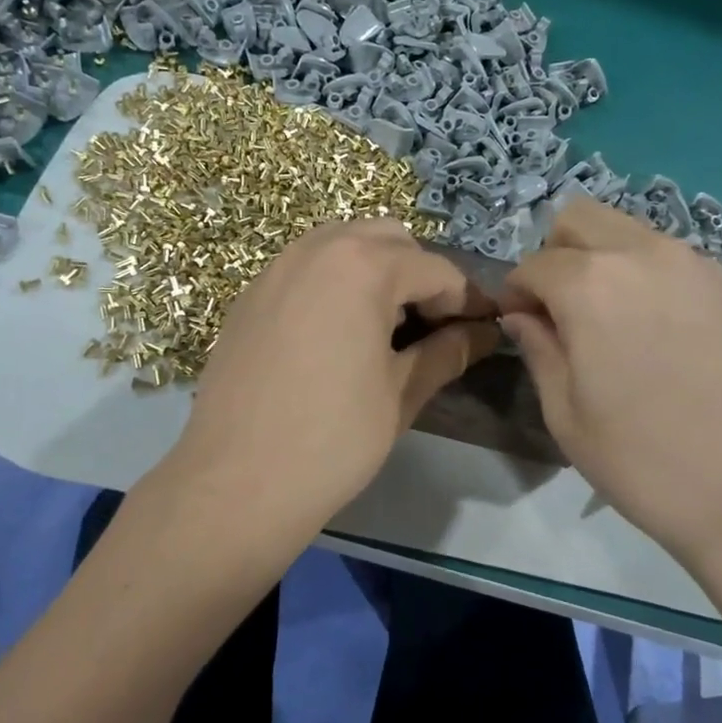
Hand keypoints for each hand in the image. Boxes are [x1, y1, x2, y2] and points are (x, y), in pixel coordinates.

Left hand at [167, 220, 497, 552]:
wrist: (236, 482)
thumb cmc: (333, 439)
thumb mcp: (401, 393)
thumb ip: (447, 351)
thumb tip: (484, 333)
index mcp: (363, 267)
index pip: (436, 270)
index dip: (468, 301)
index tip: (484, 330)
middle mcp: (317, 249)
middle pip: (389, 240)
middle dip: (419, 275)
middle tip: (432, 326)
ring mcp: (276, 268)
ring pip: (343, 245)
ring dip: (376, 271)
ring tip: (385, 327)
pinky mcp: (250, 294)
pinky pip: (306, 268)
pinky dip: (335, 282)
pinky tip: (337, 333)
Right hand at [500, 198, 721, 585]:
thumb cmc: (644, 461)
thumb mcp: (566, 414)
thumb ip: (539, 349)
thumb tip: (524, 316)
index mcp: (590, 284)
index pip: (533, 264)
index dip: (516, 292)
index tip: (519, 323)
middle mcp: (645, 254)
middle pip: (581, 218)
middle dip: (557, 254)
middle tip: (562, 310)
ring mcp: (699, 264)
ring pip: (632, 232)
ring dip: (606, 260)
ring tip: (616, 321)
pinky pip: (678, 260)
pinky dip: (653, 278)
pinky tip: (667, 336)